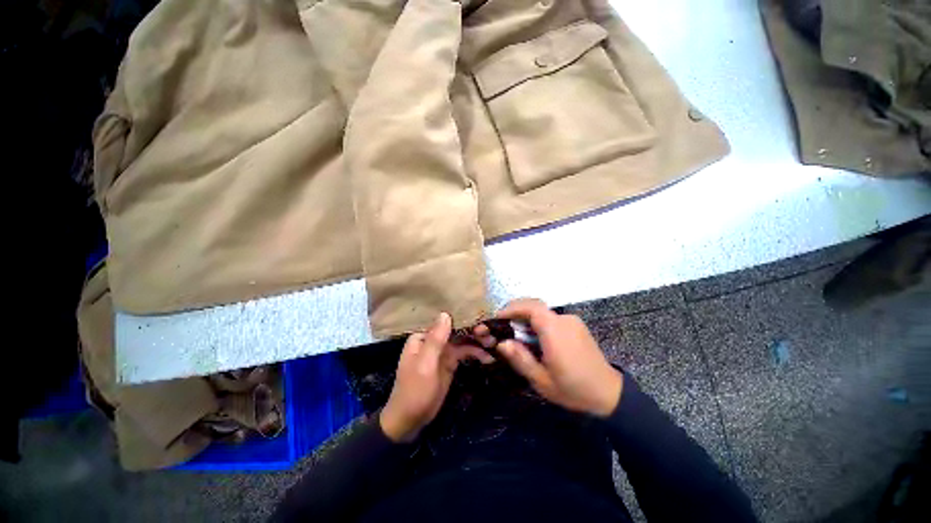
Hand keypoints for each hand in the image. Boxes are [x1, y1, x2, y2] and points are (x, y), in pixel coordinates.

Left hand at [380, 312, 494, 441]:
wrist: (411, 421)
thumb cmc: (414, 391)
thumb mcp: (425, 365)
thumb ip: (435, 339)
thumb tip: (445, 313)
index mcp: (423, 337)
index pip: (445, 322)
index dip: (463, 319)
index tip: (481, 319)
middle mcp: (433, 340)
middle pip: (456, 329)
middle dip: (473, 331)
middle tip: (491, 335)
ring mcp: (442, 351)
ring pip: (462, 340)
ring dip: (477, 341)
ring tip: (493, 344)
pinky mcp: (450, 362)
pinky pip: (464, 353)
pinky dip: (475, 353)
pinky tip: (488, 356)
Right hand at [474, 299, 622, 416]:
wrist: (609, 394)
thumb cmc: (573, 389)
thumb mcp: (542, 380)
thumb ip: (521, 359)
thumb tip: (502, 343)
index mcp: (555, 331)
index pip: (531, 307)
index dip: (512, 308)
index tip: (498, 317)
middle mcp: (564, 320)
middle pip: (535, 307)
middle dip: (516, 312)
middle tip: (503, 325)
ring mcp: (572, 321)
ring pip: (543, 312)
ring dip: (527, 318)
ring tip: (517, 334)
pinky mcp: (576, 325)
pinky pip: (552, 318)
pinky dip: (539, 322)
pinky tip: (535, 338)